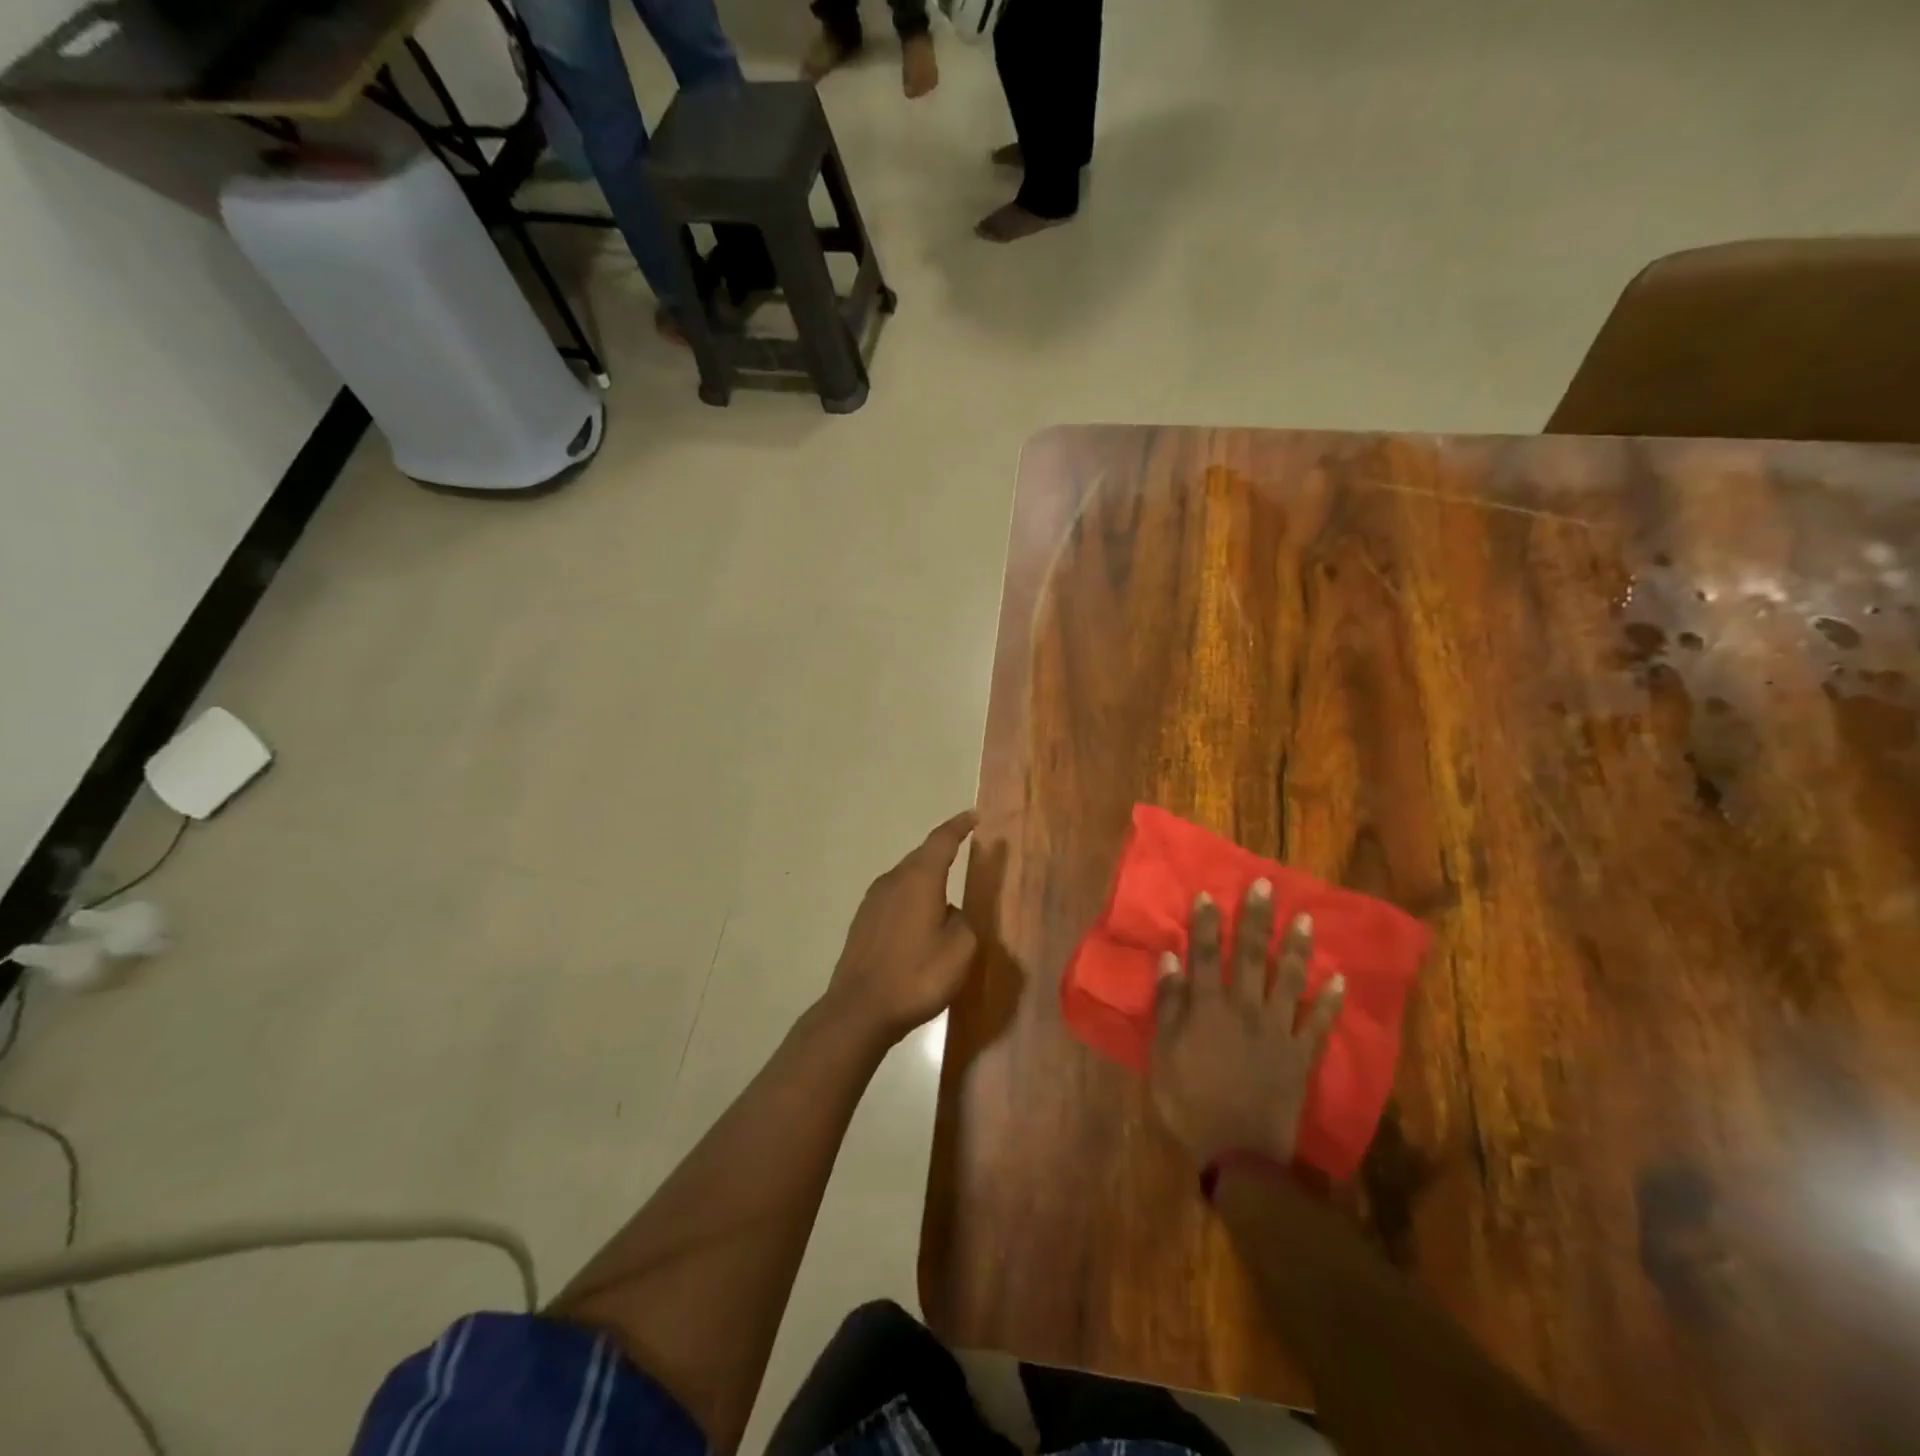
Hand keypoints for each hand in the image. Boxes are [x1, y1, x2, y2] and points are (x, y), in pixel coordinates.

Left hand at [824, 810, 979, 1042]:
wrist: (859, 1010)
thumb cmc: (916, 976)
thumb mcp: (960, 951)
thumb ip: (963, 922)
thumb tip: (950, 913)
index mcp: (920, 879)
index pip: (942, 840)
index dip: (959, 826)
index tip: (973, 816)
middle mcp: (893, 880)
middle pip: (922, 856)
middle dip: (943, 852)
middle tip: (965, 851)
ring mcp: (873, 901)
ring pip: (906, 878)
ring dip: (926, 879)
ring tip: (946, 893)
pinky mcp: (863, 922)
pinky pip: (894, 898)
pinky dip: (912, 900)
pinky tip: (920, 922)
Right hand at [1148, 881, 1344, 1166]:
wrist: (1239, 1153)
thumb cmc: (1190, 1102)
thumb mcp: (1163, 1054)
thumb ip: (1169, 1004)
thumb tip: (1172, 957)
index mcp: (1209, 1007)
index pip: (1207, 954)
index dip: (1208, 923)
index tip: (1211, 893)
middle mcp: (1246, 1008)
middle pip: (1250, 955)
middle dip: (1256, 918)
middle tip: (1265, 885)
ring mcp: (1278, 1030)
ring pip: (1289, 980)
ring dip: (1296, 947)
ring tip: (1305, 918)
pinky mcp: (1301, 1056)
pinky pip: (1319, 1023)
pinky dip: (1331, 1002)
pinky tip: (1339, 980)